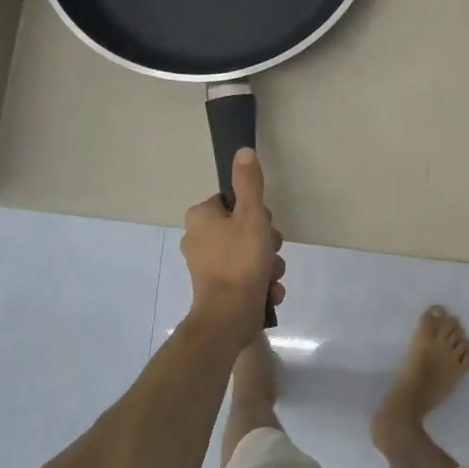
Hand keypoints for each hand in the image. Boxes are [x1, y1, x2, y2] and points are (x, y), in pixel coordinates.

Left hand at [181, 148, 284, 332]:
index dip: (255, 213)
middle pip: (244, 229)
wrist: (229, 317)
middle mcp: (197, 239)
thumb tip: (243, 150)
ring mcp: (206, 266)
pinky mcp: (217, 288)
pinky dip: (260, 283)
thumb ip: (249, 183)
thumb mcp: (252, 215)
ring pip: (249, 255)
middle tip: (269, 254)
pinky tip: (268, 292)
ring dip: (267, 265)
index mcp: (200, 218)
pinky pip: (245, 277)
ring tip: (270, 277)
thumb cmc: (240, 261)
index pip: (233, 202)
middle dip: (266, 243)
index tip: (264, 226)